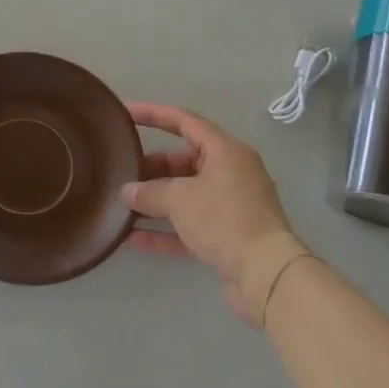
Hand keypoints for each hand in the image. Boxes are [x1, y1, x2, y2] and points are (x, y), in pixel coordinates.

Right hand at [122, 103, 301, 319]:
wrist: (267, 275)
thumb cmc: (224, 220)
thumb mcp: (180, 199)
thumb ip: (149, 192)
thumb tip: (127, 192)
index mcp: (226, 152)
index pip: (185, 122)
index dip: (154, 114)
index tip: (126, 112)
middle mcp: (231, 174)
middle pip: (183, 161)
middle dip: (151, 167)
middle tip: (121, 170)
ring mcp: (230, 207)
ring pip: (185, 195)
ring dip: (155, 200)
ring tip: (122, 202)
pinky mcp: (228, 237)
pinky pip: (189, 226)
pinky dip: (164, 230)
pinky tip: (133, 238)